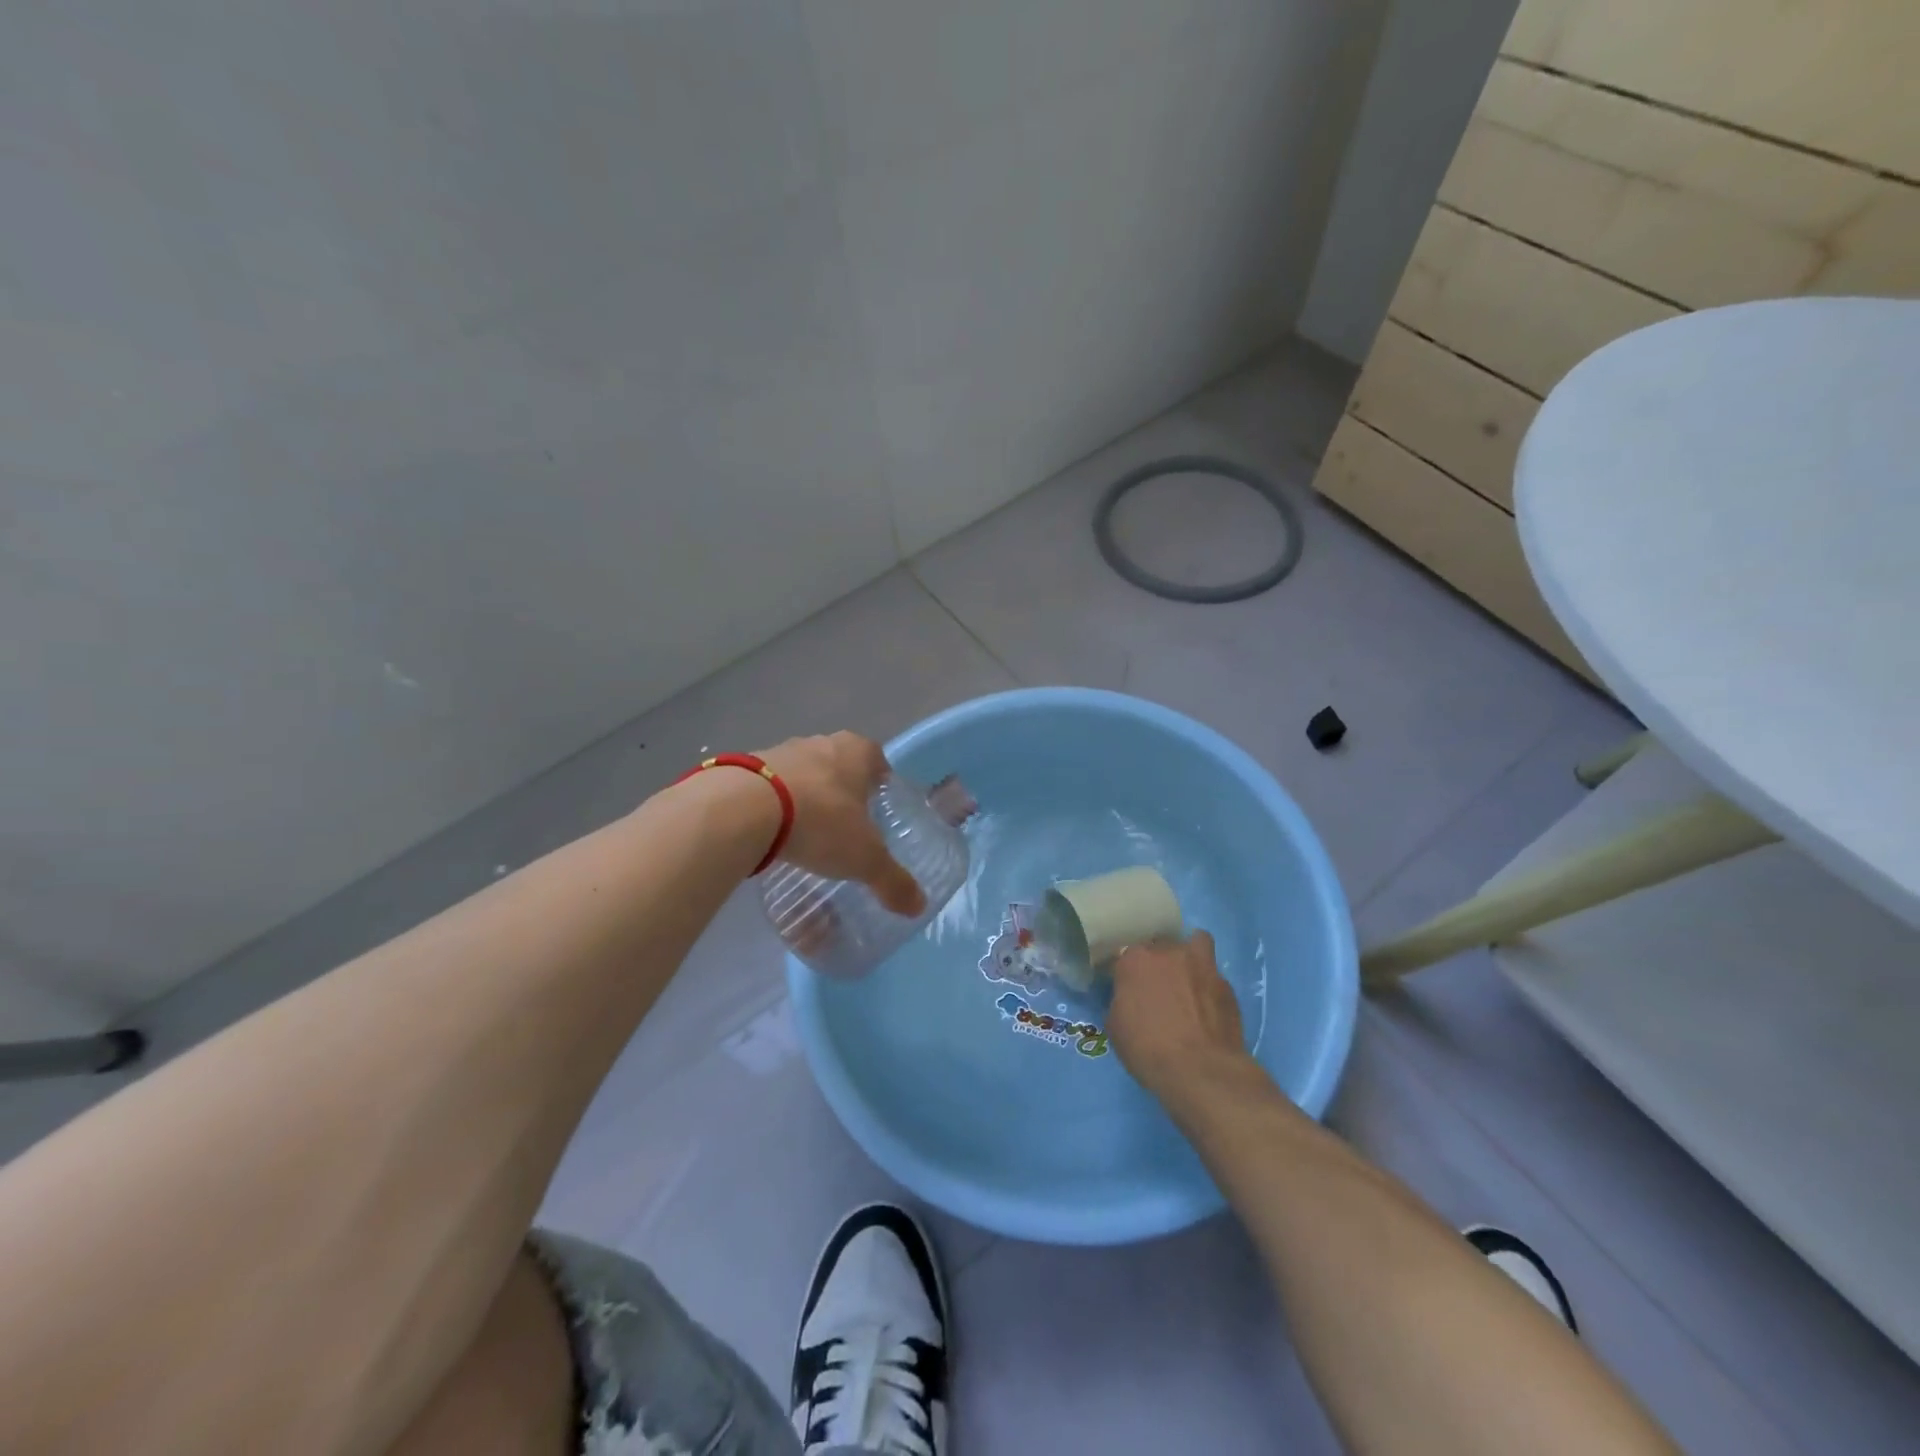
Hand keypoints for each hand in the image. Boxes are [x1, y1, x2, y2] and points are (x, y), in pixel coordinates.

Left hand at [757, 733, 925, 916]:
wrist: (743, 809)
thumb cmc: (820, 822)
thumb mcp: (864, 859)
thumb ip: (892, 881)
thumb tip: (919, 906)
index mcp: (857, 752)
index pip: (877, 760)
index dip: (880, 782)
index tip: (878, 806)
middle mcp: (821, 743)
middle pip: (839, 764)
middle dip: (843, 791)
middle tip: (846, 825)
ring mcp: (781, 751)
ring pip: (803, 774)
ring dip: (806, 797)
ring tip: (807, 833)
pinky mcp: (746, 768)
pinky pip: (769, 787)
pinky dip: (774, 805)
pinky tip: (773, 833)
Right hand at [1108, 931, 1250, 1099]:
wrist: (1201, 1071)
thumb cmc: (1148, 1048)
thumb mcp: (1115, 1026)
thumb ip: (1120, 1000)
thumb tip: (1129, 998)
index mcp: (1135, 959)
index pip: (1126, 955)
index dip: (1128, 973)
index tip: (1129, 990)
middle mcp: (1169, 952)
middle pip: (1161, 945)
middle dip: (1159, 962)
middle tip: (1159, 988)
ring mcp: (1202, 965)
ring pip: (1196, 944)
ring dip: (1190, 957)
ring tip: (1189, 981)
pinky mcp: (1227, 986)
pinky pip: (1214, 976)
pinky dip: (1209, 987)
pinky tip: (1208, 1009)